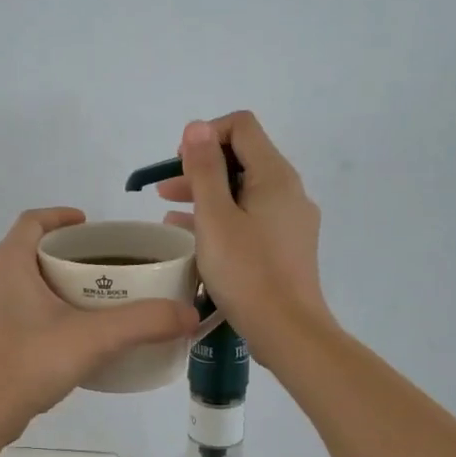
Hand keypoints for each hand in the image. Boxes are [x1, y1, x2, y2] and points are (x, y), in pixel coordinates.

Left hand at [0, 207, 199, 440]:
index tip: (90, 226)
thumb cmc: (29, 364)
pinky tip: (61, 335)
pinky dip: (36, 308)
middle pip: (27, 250)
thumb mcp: (93, 339)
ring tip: (85, 299)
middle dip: (62, 252)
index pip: (32, 220)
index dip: (61, 216)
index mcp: (8, 263)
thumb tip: (188, 313)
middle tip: (99, 266)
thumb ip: (143, 322)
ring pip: (17, 281)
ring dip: (48, 281)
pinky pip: (10, 308)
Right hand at [157, 113, 332, 357]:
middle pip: (242, 158)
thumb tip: (197, 126)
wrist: (287, 330)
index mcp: (275, 176)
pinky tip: (190, 235)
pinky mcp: (286, 246)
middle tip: (165, 189)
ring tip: (168, 212)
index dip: (206, 135)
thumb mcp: (215, 217)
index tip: (180, 163)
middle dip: (201, 167)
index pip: (242, 126)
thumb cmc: (246, 271)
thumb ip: (204, 169)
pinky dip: (221, 218)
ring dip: (207, 194)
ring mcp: (290, 220)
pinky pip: (250, 217)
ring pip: (244, 191)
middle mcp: (289, 191)